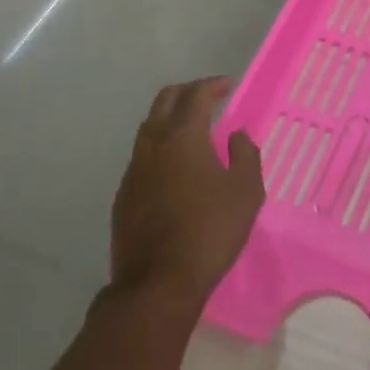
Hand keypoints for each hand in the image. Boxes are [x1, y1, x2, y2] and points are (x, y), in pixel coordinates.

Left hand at [108, 77, 263, 315]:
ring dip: (171, 118)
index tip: (228, 85)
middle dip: (188, 92)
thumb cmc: (210, 231)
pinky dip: (160, 146)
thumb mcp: (246, 191)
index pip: (196, 95)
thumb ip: (245, 155)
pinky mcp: (123, 196)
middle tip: (209, 98)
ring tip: (193, 130)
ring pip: (149, 127)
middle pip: (165, 101)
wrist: (157, 284)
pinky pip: (142, 156)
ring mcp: (133, 171)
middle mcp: (153, 145)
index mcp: (183, 137)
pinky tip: (175, 166)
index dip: (213, 85)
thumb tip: (236, 136)